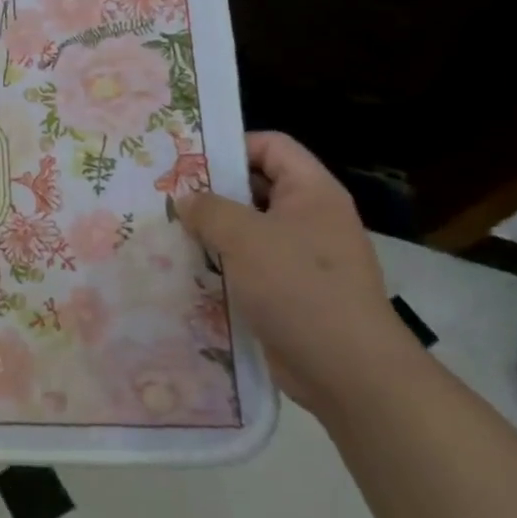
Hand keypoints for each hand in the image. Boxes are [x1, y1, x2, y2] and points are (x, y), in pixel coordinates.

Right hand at [176, 132, 427, 419]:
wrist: (348, 371)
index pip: (271, 146)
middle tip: (167, 196)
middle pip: (256, 187)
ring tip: (170, 233)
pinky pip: (250, 266)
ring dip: (212, 232)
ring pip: (249, 230)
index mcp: (312, 192)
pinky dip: (222, 265)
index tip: (187, 162)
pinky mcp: (290, 292)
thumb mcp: (244, 238)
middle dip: (213, 191)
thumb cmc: (299, 288)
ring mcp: (302, 257)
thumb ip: (209, 210)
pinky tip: (189, 271)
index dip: (231, 146)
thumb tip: (187, 200)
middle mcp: (310, 218)